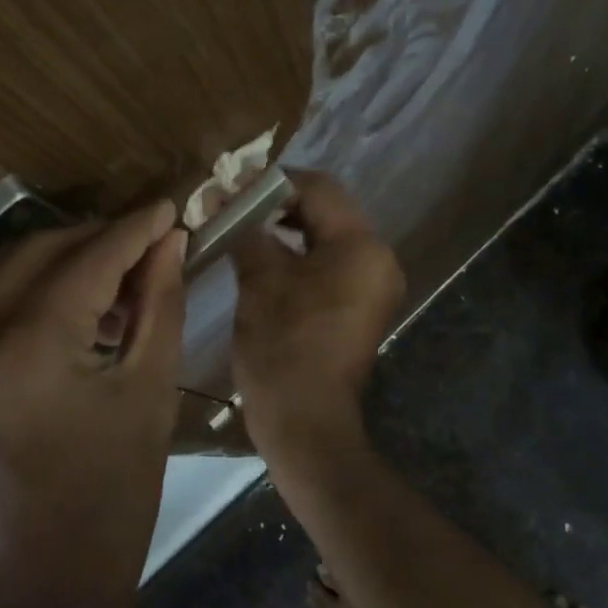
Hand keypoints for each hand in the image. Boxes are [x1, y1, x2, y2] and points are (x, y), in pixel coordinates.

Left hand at [0, 200, 186, 607]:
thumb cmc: (104, 514)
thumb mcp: (147, 401)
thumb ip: (157, 307)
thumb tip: (168, 243)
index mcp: (27, 352)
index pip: (88, 258)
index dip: (135, 228)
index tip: (169, 206)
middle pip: (37, 251)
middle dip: (96, 236)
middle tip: (148, 240)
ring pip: (4, 274)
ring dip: (62, 261)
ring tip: (118, 276)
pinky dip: (31, 294)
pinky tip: (74, 312)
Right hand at [230, 172, 404, 465]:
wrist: (307, 425)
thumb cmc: (283, 348)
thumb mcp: (260, 281)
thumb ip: (248, 231)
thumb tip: (228, 201)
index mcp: (361, 246)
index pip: (319, 188)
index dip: (274, 182)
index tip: (235, 187)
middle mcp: (378, 258)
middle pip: (328, 209)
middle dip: (280, 204)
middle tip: (236, 206)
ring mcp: (374, 284)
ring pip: (329, 236)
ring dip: (289, 229)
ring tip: (245, 229)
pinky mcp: (363, 305)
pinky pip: (332, 263)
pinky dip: (301, 254)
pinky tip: (267, 258)